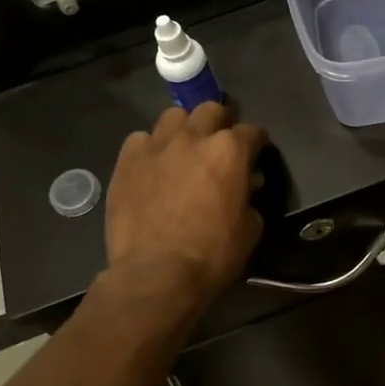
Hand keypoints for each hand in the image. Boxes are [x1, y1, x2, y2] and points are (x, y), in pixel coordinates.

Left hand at [106, 104, 267, 308]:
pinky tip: (153, 168)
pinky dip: (151, 149)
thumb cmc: (213, 255)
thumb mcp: (250, 228)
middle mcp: (193, 137)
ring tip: (183, 150)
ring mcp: (156, 146)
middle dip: (220, 124)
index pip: (252, 132)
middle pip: (211, 111)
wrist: (157, 274)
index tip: (256, 152)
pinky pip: (141, 140)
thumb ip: (249, 198)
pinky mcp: (127, 161)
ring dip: (184, 129)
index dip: (257, 142)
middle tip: (219, 146)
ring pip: (174, 117)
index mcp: (229, 151)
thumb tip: (245, 187)